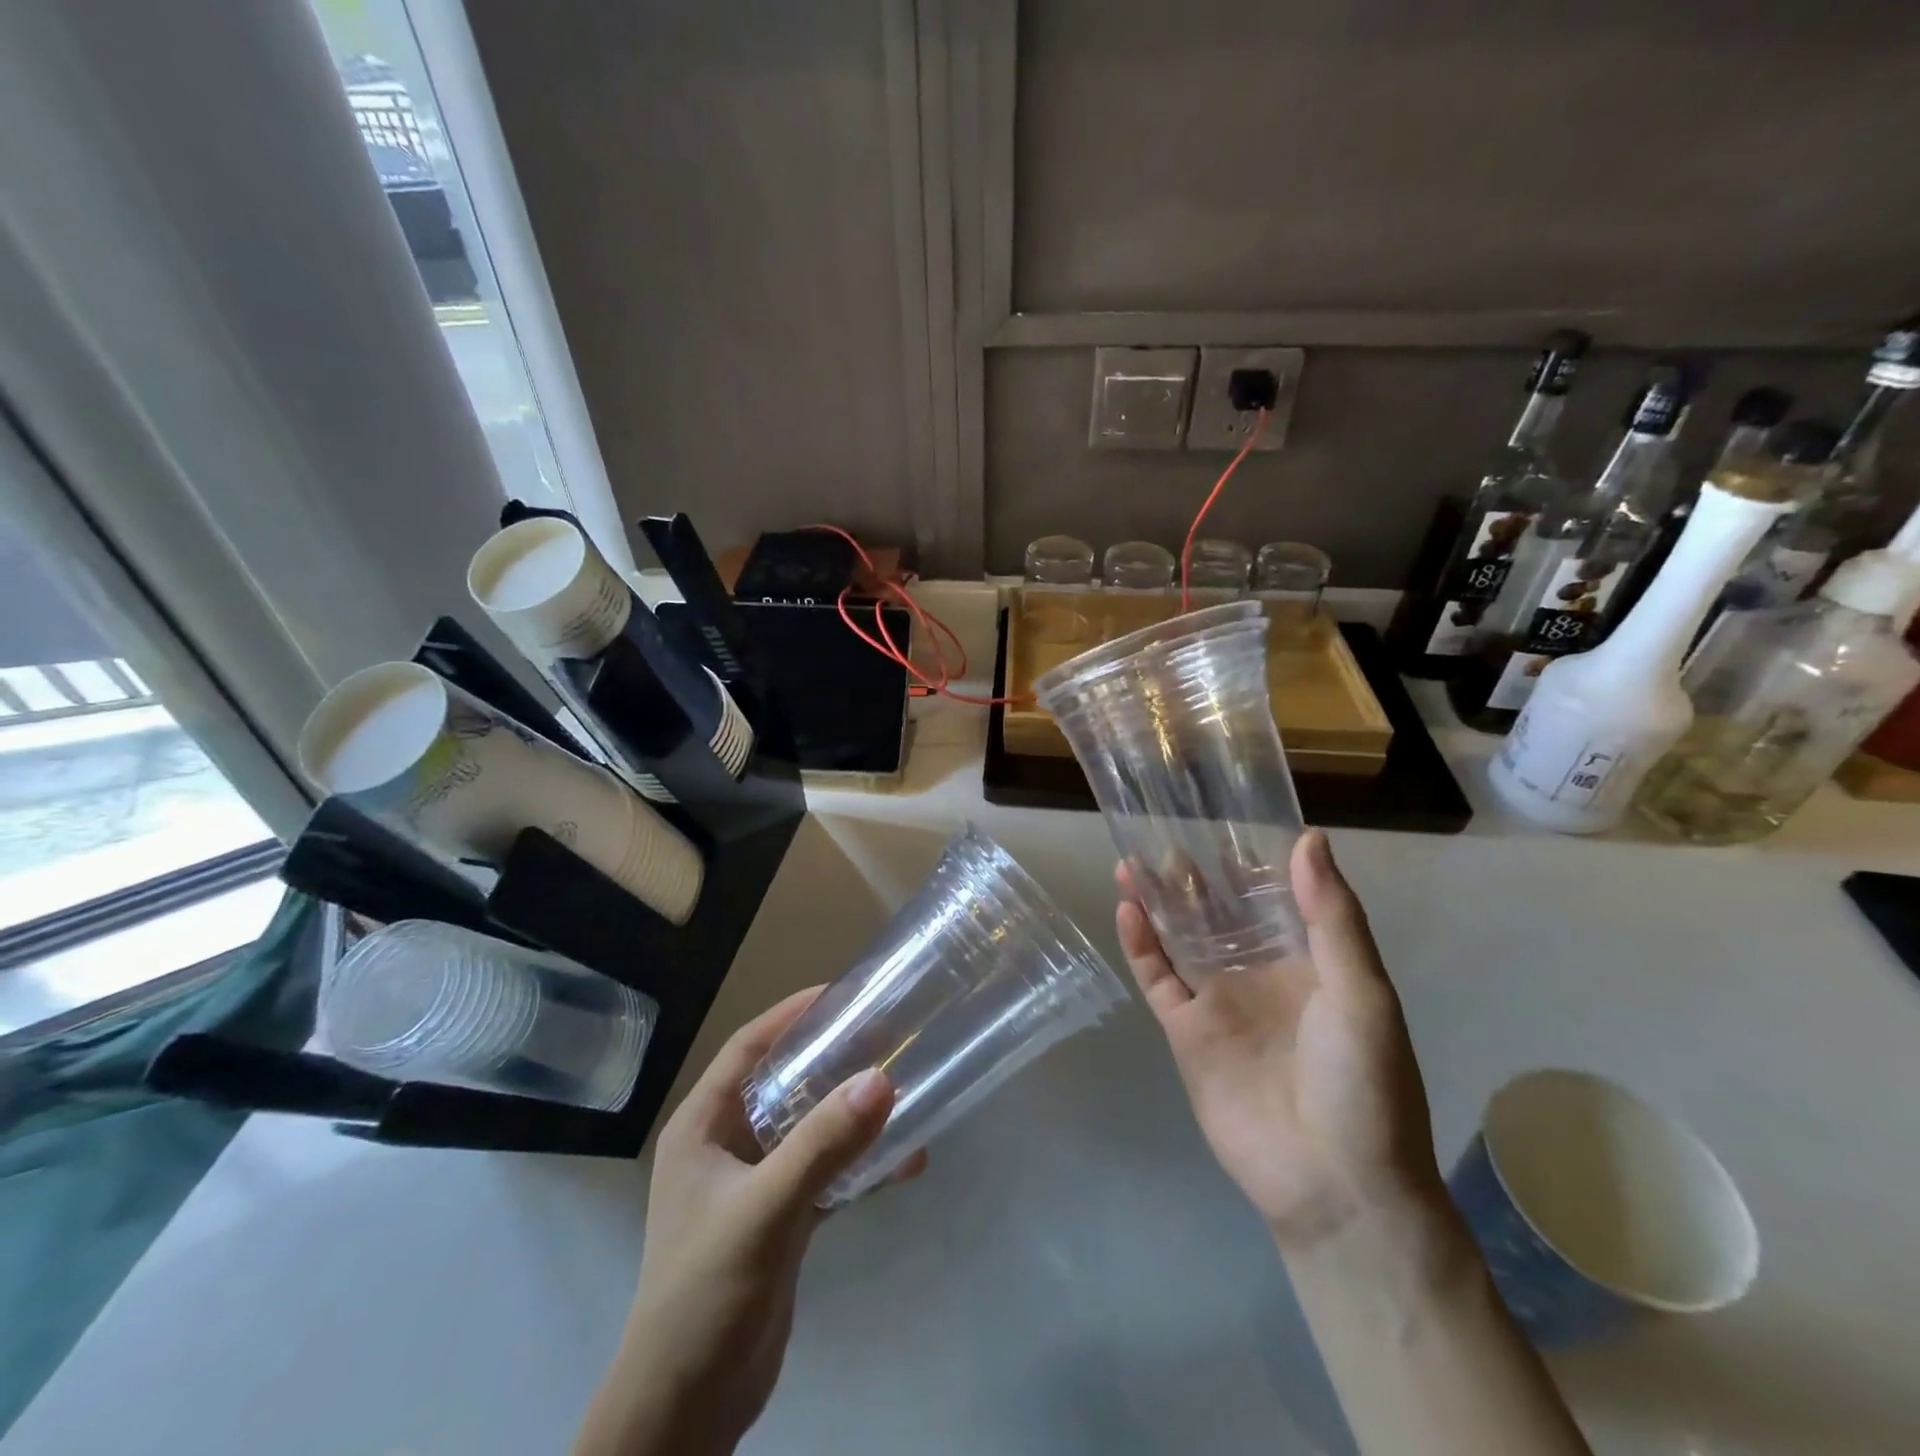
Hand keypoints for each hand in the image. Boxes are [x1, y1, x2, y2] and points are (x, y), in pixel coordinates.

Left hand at [575, 989, 926, 1455]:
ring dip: (850, 1112)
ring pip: (808, 1127)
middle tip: (884, 1035)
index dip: (791, 1015)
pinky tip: (905, 1161)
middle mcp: (726, 1145)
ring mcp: (753, 1184)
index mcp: (703, 1126)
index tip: (842, 994)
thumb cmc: (705, 1295)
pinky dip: (859, 1164)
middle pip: (783, 1082)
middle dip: (831, 1058)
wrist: (686, 1412)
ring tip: (902, 1088)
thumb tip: (882, 1078)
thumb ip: (822, 1146)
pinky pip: (824, 1173)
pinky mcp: (779, 1220)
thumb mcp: (764, 1211)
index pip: (748, 1048)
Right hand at [1116, 828, 1441, 1248]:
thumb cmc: (1363, 1084)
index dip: (1249, 860)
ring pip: (1180, 938)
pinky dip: (1141, 945)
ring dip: (1159, 902)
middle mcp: (1259, 973)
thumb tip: (1308, 838)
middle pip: (1218, 912)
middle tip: (1165, 832)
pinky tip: (1128, 910)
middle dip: (1194, 876)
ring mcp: (1218, 1002)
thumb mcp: (1362, 993)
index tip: (1223, 818)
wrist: (1336, 1187)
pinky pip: (1158, 978)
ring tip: (1134, 861)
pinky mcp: (1186, 1032)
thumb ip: (1332, 917)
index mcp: (1307, 961)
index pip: (1273, 897)